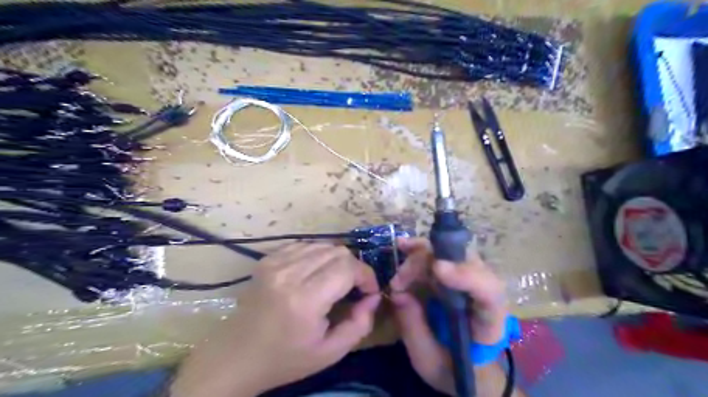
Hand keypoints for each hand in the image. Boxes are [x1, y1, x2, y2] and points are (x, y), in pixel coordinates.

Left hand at [172, 242, 381, 396]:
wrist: (236, 356)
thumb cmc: (285, 359)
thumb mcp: (330, 353)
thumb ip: (360, 324)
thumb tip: (373, 296)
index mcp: (304, 299)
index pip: (348, 267)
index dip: (366, 275)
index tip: (369, 291)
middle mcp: (289, 273)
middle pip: (338, 251)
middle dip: (354, 268)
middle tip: (354, 288)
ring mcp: (275, 262)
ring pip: (323, 245)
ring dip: (337, 261)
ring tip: (335, 281)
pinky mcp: (267, 259)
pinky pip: (305, 245)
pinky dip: (318, 256)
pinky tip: (315, 273)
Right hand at [386, 237, 509, 394]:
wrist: (468, 367)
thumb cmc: (453, 369)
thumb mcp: (429, 361)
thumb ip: (414, 329)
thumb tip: (398, 293)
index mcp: (489, 322)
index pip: (489, 292)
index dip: (466, 276)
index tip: (437, 269)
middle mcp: (485, 292)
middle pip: (464, 262)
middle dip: (427, 263)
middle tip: (399, 282)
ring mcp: (471, 278)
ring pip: (450, 252)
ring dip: (419, 258)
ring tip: (397, 278)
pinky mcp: (456, 274)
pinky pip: (440, 254)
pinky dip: (420, 250)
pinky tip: (403, 246)